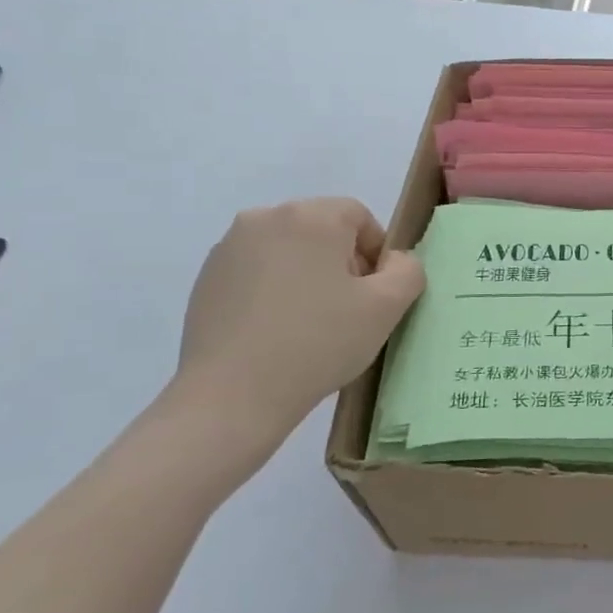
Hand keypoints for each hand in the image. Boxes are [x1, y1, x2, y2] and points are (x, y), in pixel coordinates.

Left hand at [169, 198, 424, 471]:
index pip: (359, 216)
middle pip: (322, 230)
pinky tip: (275, 331)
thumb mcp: (387, 308)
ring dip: (307, 275)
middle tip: (346, 311)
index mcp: (311, 216)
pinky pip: (256, 271)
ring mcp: (229, 248)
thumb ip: (407, 271)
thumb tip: (392, 261)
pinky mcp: (205, 278)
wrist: (231, 396)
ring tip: (309, 324)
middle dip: (341, 263)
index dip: (376, 253)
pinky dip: (273, 290)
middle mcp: (266, 218)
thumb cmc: (318, 343)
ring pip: (289, 250)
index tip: (373, 295)